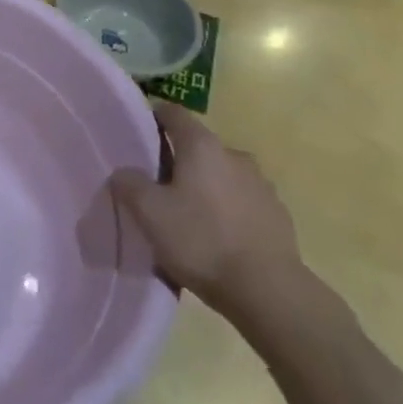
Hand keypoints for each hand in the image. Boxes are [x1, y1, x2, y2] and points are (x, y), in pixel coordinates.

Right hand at [108, 104, 306, 329]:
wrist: (268, 290)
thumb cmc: (201, 240)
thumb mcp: (149, 213)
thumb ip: (130, 184)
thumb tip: (124, 172)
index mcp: (202, 146)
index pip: (174, 113)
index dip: (154, 117)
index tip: (139, 133)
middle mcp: (234, 155)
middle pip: (199, 146)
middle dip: (179, 160)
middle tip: (158, 187)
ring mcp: (261, 184)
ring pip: (222, 175)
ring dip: (206, 187)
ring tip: (189, 217)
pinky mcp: (277, 214)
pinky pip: (243, 202)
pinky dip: (228, 210)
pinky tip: (218, 238)